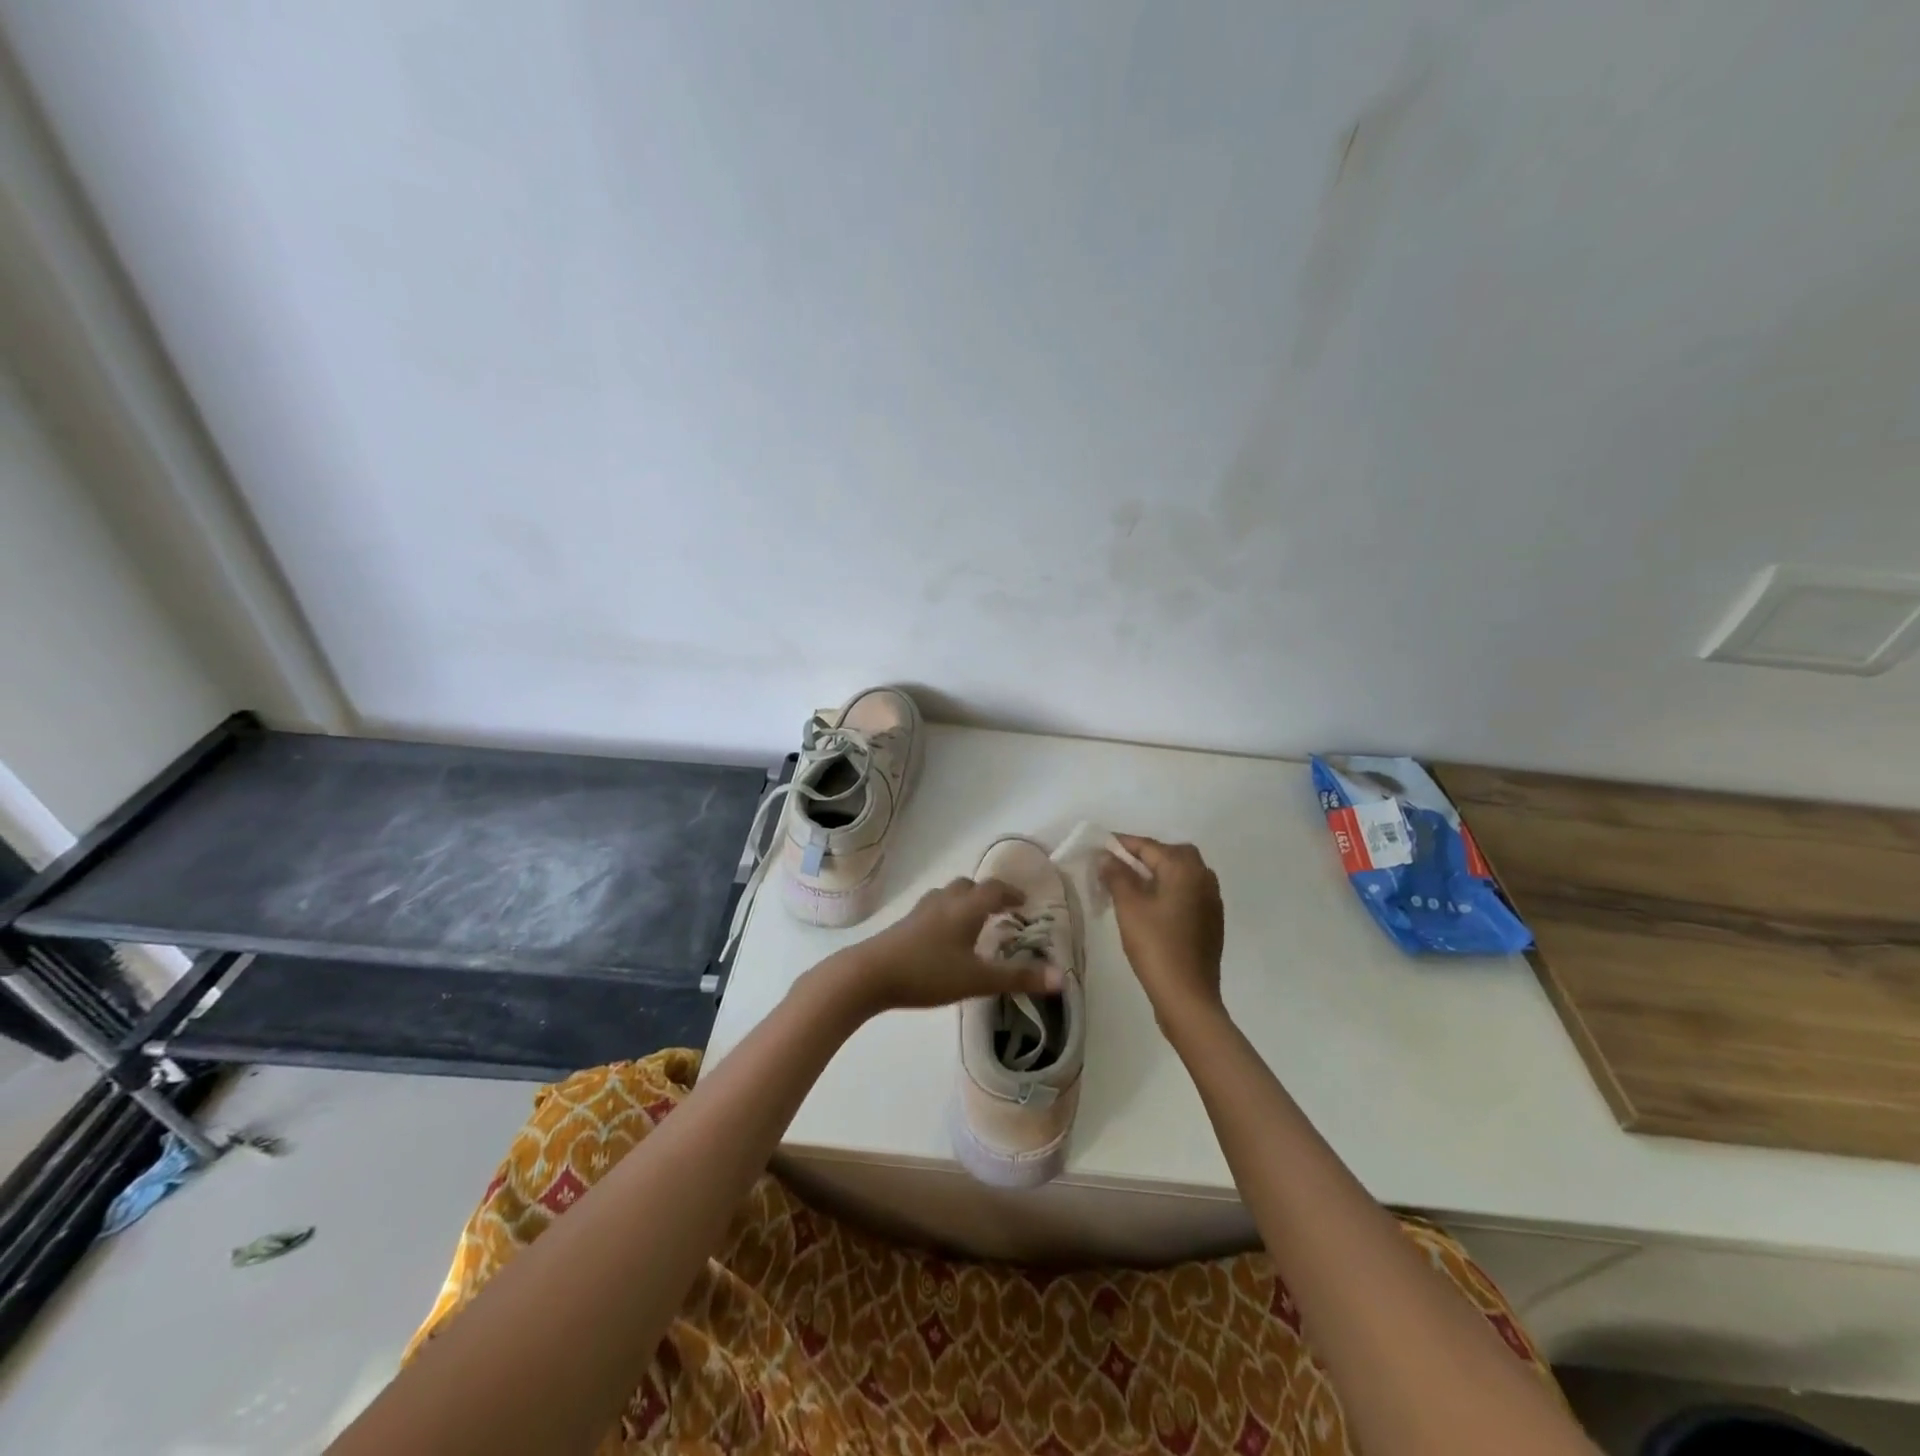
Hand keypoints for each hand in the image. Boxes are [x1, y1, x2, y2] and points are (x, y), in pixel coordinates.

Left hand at [821, 877, 1063, 1017]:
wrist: (870, 975)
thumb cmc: (928, 973)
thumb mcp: (978, 980)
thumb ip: (1018, 978)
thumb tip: (1062, 978)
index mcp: (966, 908)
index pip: (994, 889)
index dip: (1011, 893)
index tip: (1023, 902)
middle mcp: (944, 902)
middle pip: (969, 886)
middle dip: (987, 894)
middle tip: (1001, 910)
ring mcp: (920, 911)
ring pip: (947, 895)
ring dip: (964, 901)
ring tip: (973, 921)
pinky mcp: (903, 925)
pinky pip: (931, 909)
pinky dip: (945, 914)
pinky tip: (942, 938)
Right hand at [1099, 835, 1225, 1035]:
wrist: (1187, 995)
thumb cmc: (1156, 946)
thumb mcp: (1129, 907)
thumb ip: (1117, 875)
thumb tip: (1107, 856)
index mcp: (1185, 869)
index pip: (1149, 846)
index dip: (1122, 844)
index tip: (1100, 845)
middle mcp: (1203, 877)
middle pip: (1171, 854)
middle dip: (1144, 855)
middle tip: (1117, 865)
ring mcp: (1211, 900)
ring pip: (1181, 874)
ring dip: (1158, 872)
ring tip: (1131, 884)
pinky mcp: (1211, 921)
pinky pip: (1188, 892)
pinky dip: (1169, 890)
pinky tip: (1151, 906)